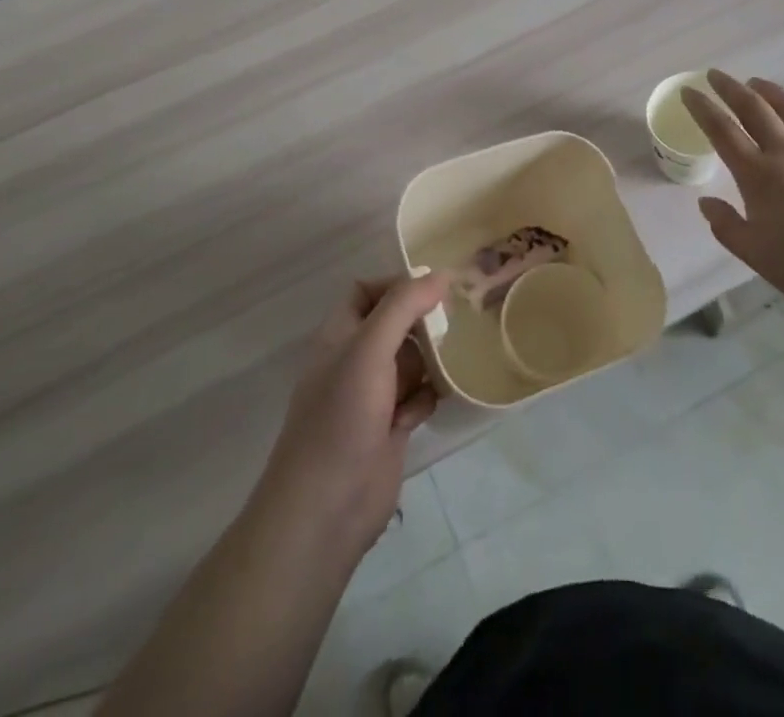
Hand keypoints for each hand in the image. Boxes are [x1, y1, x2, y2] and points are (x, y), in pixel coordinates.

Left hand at [253, 271, 451, 565]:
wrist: (326, 510)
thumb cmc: (342, 417)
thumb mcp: (369, 350)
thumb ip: (403, 306)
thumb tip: (440, 274)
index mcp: (339, 336)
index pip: (366, 291)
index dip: (397, 284)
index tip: (435, 287)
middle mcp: (355, 360)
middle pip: (395, 324)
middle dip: (423, 321)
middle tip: (457, 319)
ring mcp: (373, 396)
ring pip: (411, 360)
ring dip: (431, 360)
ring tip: (454, 359)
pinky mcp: (391, 427)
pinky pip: (419, 396)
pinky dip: (428, 396)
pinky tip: (432, 404)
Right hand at [681, 70, 783, 311]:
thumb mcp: (754, 253)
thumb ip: (725, 226)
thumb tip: (705, 203)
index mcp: (758, 175)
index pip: (722, 130)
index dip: (702, 108)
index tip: (689, 92)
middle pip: (754, 108)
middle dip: (731, 88)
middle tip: (716, 75)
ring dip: (770, 92)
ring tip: (757, 84)